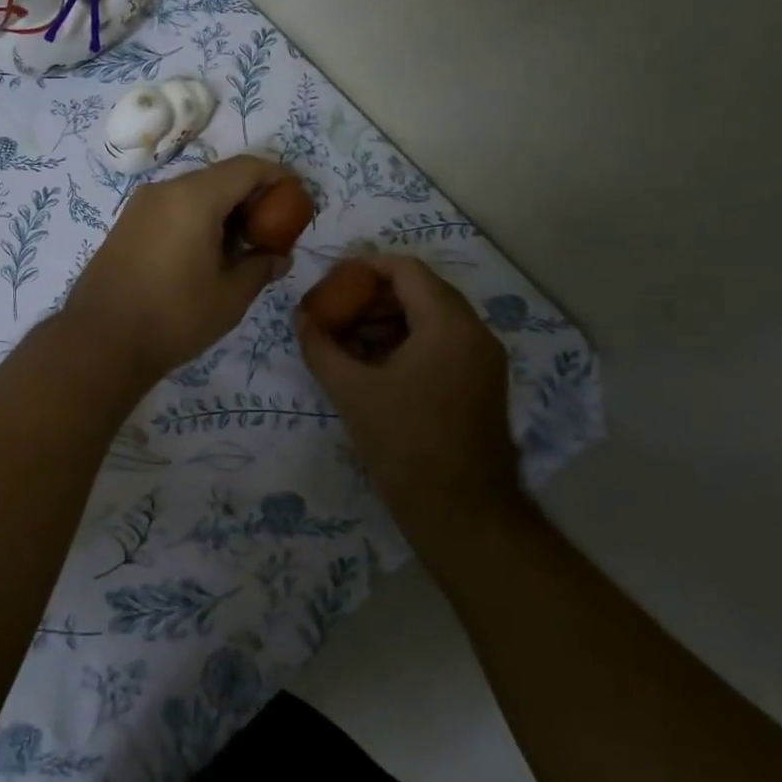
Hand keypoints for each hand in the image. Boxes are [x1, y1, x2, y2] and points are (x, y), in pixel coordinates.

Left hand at [65, 154, 292, 381]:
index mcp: (194, 198)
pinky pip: (173, 207)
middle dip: (252, 196)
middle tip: (274, 229)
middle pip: (221, 177)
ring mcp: (141, 205)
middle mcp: (165, 189)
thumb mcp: (230, 296)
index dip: (278, 177)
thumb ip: (260, 267)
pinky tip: (208, 253)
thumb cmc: (173, 317)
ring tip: (243, 246)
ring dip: (225, 209)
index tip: (298, 198)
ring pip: (196, 192)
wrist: (100, 341)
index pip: (247, 168)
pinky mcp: (127, 223)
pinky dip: (199, 218)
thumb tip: (279, 256)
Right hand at [297, 254, 519, 557]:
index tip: (331, 280)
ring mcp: (482, 359)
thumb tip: (300, 318)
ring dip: (387, 321)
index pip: (405, 269)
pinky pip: (441, 344)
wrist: (464, 514)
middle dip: (372, 297)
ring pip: (430, 318)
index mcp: (448, 324)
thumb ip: (320, 347)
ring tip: (347, 343)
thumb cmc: (406, 445)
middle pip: (419, 291)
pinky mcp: (481, 383)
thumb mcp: (352, 392)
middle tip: (334, 312)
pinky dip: (406, 343)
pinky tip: (373, 367)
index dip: (365, 267)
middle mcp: (474, 332)